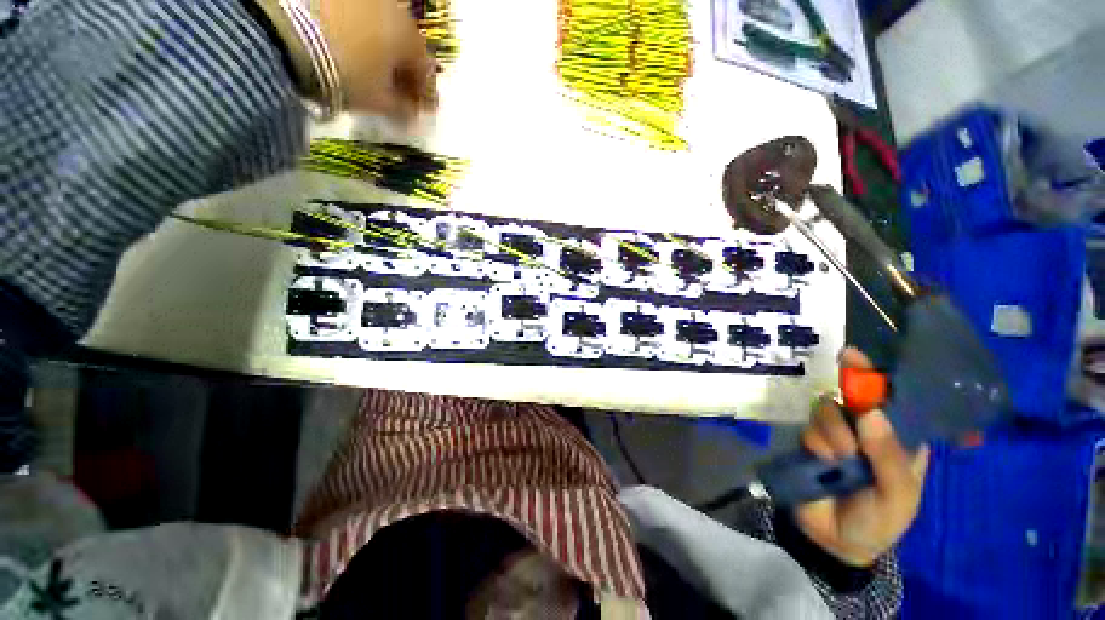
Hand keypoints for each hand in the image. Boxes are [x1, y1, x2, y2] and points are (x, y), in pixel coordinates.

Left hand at [319, 0, 437, 121]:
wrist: (285, 36)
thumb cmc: (346, 75)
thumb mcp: (379, 102)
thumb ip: (403, 109)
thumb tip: (413, 113)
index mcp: (409, 38)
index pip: (426, 71)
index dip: (425, 94)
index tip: (423, 111)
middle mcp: (393, 9)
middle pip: (405, 45)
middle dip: (404, 70)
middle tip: (399, 91)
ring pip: (383, 28)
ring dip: (383, 50)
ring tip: (372, 69)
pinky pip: (359, 17)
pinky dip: (361, 34)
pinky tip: (352, 47)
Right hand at [795, 347, 929, 566]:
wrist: (834, 541)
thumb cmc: (879, 520)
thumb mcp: (898, 496)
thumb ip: (889, 457)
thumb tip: (870, 414)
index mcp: (896, 440)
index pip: (889, 400)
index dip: (873, 377)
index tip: (853, 356)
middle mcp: (864, 430)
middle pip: (852, 398)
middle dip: (849, 409)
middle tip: (852, 433)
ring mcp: (834, 435)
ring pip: (827, 409)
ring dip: (833, 431)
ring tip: (839, 458)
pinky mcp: (809, 441)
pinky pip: (809, 427)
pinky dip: (817, 441)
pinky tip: (822, 459)